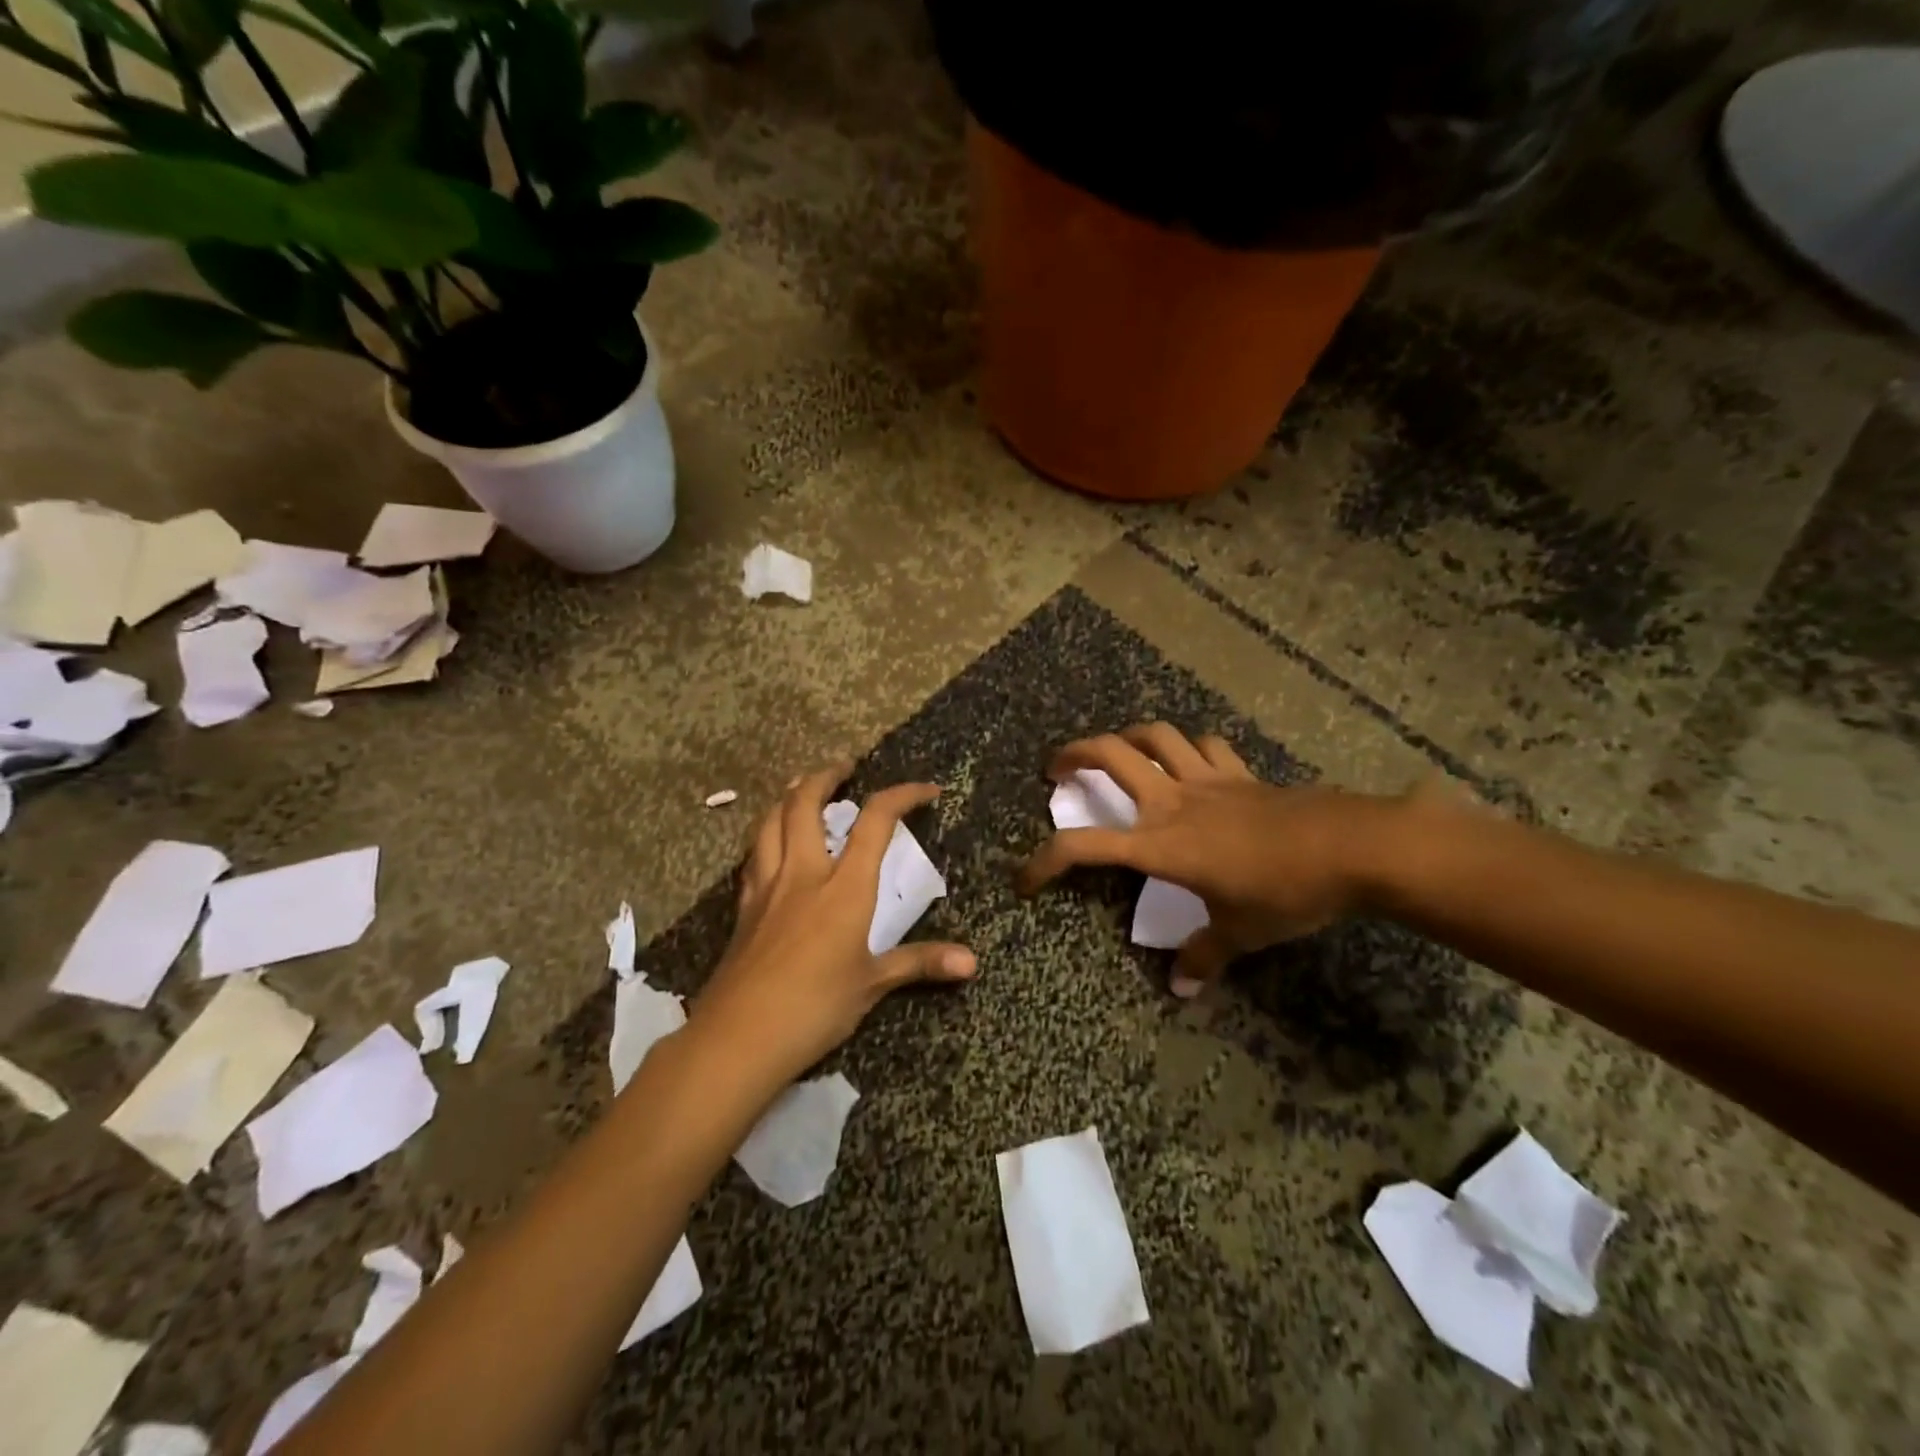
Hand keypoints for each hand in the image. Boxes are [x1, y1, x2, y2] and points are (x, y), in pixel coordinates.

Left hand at [690, 762, 976, 1088]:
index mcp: (844, 888)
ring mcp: (767, 888)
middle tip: (843, 768)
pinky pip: (754, 855)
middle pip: (804, 804)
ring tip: (802, 788)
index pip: (875, 822)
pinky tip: (771, 844)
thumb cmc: (814, 1008)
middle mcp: (803, 874)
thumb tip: (972, 962)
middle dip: (825, 777)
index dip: (902, 796)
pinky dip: (767, 835)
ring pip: (770, 822)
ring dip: (788, 797)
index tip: (926, 790)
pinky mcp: (743, 908)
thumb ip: (920, 964)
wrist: (738, 1037)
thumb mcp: (873, 985)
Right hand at [1017, 724, 1397, 995]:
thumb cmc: (1285, 891)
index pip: (1085, 847)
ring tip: (1116, 750)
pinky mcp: (1240, 773)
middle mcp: (1173, 802)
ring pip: (1155, 736)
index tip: (1025, 880)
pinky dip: (1188, 748)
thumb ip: (1204, 957)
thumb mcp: (1240, 932)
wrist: (1352, 847)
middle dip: (1074, 754)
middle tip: (1056, 768)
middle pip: (1111, 755)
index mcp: (1160, 845)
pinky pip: (1204, 746)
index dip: (1045, 861)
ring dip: (1126, 737)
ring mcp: (1208, 780)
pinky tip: (1188, 759)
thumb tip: (1182, 990)